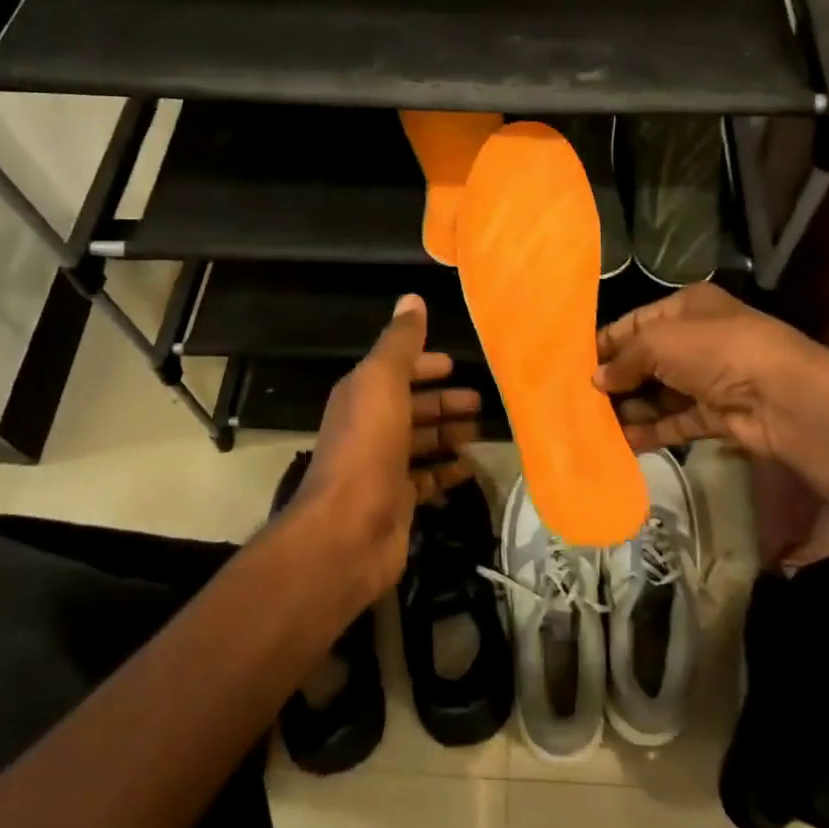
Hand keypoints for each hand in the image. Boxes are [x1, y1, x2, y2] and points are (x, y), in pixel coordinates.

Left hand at [297, 294, 480, 598]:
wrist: (348, 529)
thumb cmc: (368, 446)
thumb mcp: (382, 381)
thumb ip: (399, 342)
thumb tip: (411, 299)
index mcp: (363, 395)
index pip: (396, 371)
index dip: (424, 365)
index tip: (456, 365)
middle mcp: (370, 427)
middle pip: (412, 408)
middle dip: (443, 402)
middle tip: (480, 402)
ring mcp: (383, 467)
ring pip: (421, 443)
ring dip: (447, 434)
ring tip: (480, 433)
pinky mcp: (398, 501)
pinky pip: (427, 479)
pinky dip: (446, 471)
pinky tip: (468, 469)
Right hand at [593, 284, 828, 463]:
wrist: (782, 396)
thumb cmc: (716, 351)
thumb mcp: (659, 342)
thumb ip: (624, 360)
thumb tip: (597, 380)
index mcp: (687, 307)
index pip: (636, 323)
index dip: (606, 342)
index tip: (574, 364)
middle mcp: (698, 339)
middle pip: (646, 360)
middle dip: (616, 379)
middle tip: (579, 399)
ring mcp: (708, 379)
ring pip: (659, 394)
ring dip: (630, 408)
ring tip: (593, 423)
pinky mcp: (716, 415)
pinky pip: (675, 421)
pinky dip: (651, 431)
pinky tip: (621, 442)